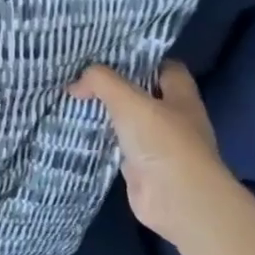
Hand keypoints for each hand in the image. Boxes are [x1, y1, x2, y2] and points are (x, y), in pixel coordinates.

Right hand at [68, 60, 233, 237]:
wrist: (177, 200)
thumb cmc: (162, 141)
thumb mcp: (129, 101)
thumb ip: (102, 82)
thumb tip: (76, 83)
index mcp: (181, 96)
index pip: (164, 67)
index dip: (140, 58)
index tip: (108, 54)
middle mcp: (173, 117)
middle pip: (143, 93)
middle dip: (116, 86)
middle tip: (82, 75)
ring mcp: (158, 144)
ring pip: (129, 121)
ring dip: (106, 114)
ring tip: (73, 99)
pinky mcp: (142, 167)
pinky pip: (119, 146)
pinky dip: (102, 140)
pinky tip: (78, 131)